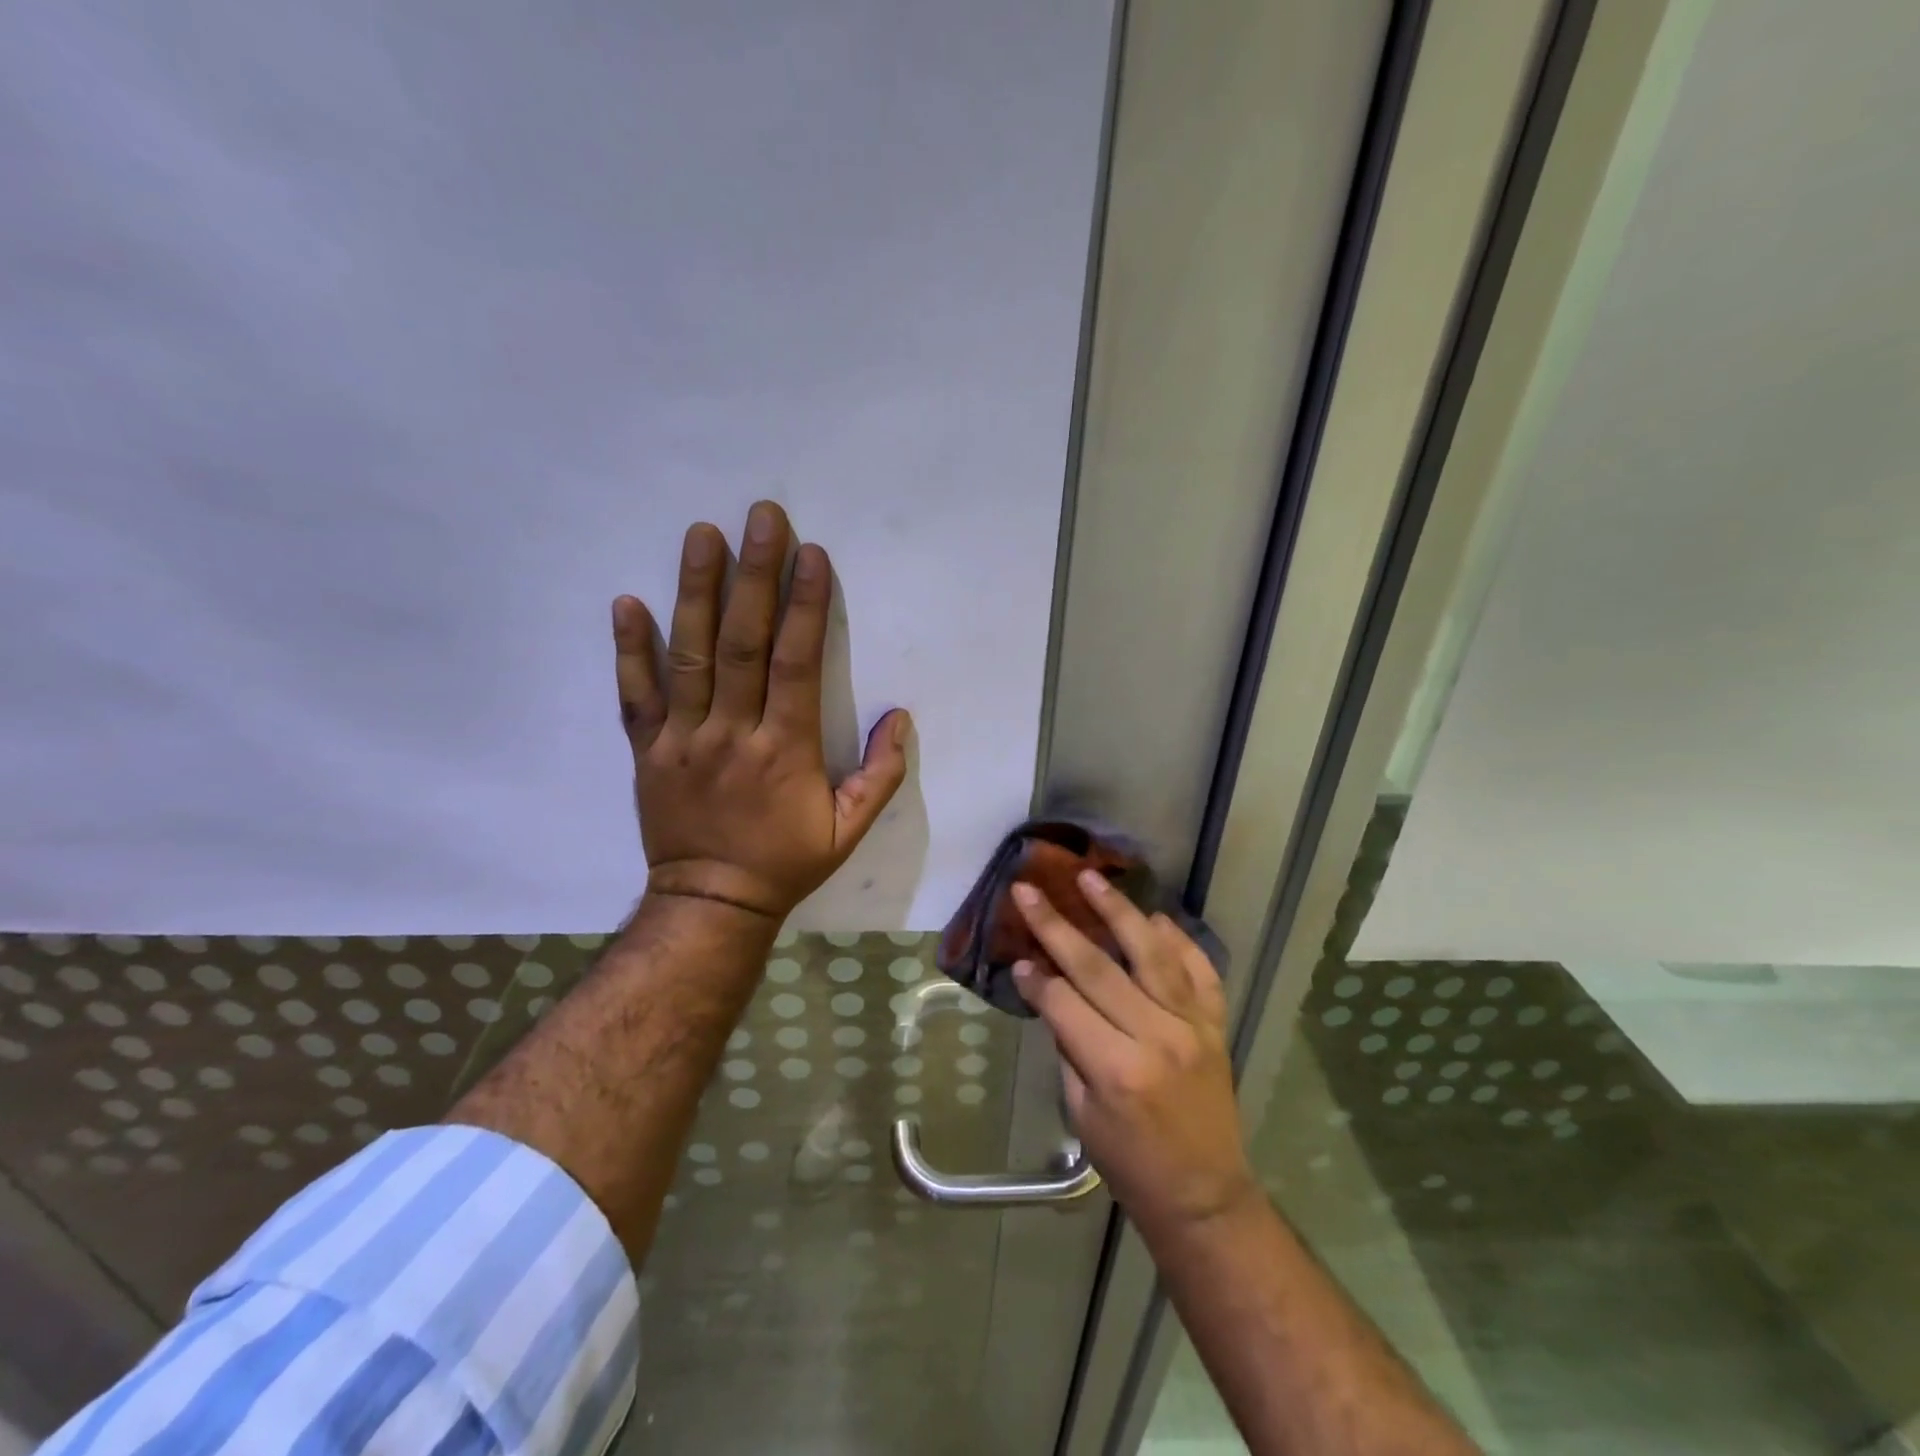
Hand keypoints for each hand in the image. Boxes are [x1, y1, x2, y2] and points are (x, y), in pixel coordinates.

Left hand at [612, 501, 911, 921]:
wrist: (711, 903)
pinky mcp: (649, 750)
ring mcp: (683, 738)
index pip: (795, 664)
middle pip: (742, 643)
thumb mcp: (849, 830)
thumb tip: (901, 718)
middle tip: (761, 517)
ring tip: (701, 535)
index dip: (804, 606)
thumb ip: (880, 776)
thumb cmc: (786, 862)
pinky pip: (636, 695)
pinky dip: (629, 649)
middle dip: (754, 576)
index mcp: (784, 750)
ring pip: (688, 656)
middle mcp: (731, 733)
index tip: (810, 555)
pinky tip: (626, 602)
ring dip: (695, 592)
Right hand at [1012, 874, 1257, 1238]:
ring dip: (1118, 911)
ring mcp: (1192, 1026)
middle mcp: (1157, 1036)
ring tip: (1091, 878)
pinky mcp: (1216, 1025)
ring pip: (1151, 953)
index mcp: (1116, 1068)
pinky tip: (1156, 917)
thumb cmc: (1130, 1163)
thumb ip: (1069, 1045)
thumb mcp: (1081, 1112)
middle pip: (1098, 967)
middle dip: (1057, 926)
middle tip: (1029, 890)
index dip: (1036, 978)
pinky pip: (1200, 970)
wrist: (1204, 1195)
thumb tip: (1051, 990)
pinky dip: (1179, 940)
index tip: (1017, 955)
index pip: (1065, 1002)